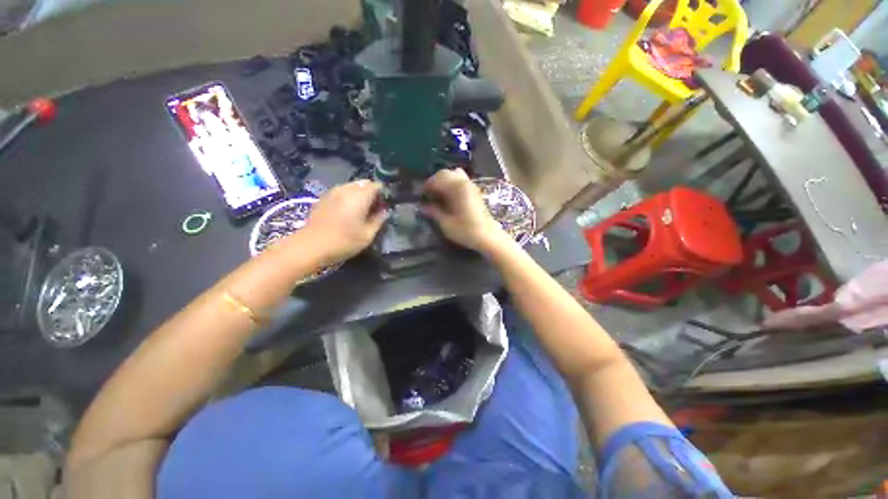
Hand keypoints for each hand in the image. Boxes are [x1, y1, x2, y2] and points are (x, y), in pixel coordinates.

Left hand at [299, 180, 387, 262]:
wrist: (310, 246)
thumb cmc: (343, 241)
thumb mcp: (368, 235)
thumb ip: (379, 220)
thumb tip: (384, 211)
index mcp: (359, 196)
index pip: (377, 185)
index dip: (383, 194)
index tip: (385, 206)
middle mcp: (346, 189)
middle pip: (364, 183)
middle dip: (372, 193)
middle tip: (374, 209)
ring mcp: (333, 192)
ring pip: (352, 187)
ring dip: (360, 195)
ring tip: (361, 211)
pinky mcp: (324, 197)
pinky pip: (341, 191)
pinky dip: (348, 197)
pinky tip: (347, 212)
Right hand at [420, 168, 508, 252]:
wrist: (487, 236)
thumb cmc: (466, 231)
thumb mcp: (446, 223)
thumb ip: (434, 212)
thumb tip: (422, 206)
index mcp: (456, 188)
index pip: (436, 180)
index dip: (426, 187)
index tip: (420, 196)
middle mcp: (464, 182)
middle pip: (444, 173)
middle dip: (433, 182)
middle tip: (427, 195)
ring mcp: (470, 185)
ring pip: (453, 174)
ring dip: (443, 181)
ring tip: (437, 194)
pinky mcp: (474, 190)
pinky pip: (460, 179)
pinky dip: (451, 183)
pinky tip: (449, 196)